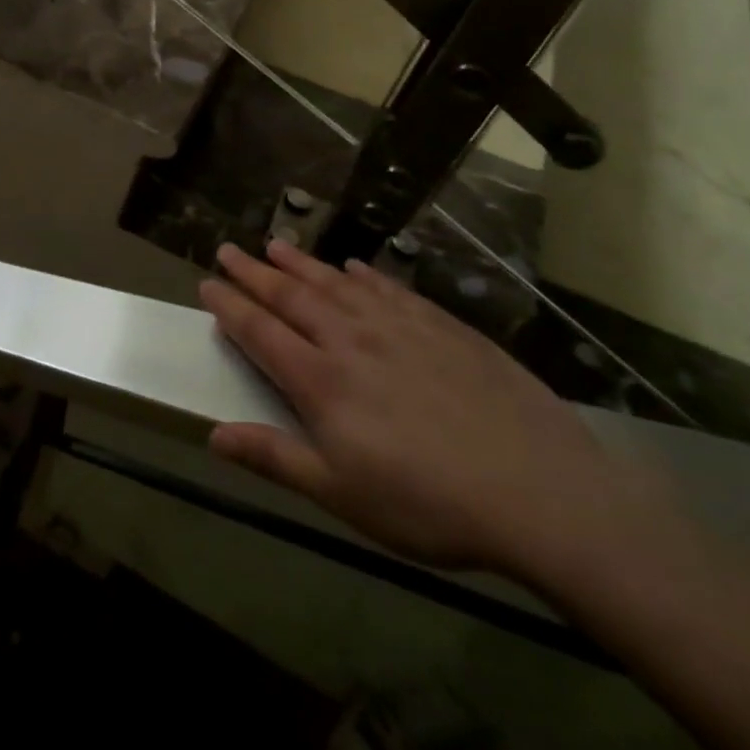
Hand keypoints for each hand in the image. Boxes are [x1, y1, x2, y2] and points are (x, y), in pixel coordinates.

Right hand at [202, 239, 640, 579]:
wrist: (542, 494)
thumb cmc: (429, 504)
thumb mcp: (342, 494)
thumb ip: (275, 457)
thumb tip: (212, 435)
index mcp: (321, 380)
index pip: (260, 331)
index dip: (229, 306)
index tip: (206, 284)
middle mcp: (351, 340)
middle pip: (291, 296)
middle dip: (254, 272)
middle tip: (228, 249)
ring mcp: (399, 327)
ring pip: (336, 283)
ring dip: (301, 262)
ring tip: (275, 244)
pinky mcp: (443, 327)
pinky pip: (389, 288)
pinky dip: (364, 273)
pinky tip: (353, 265)